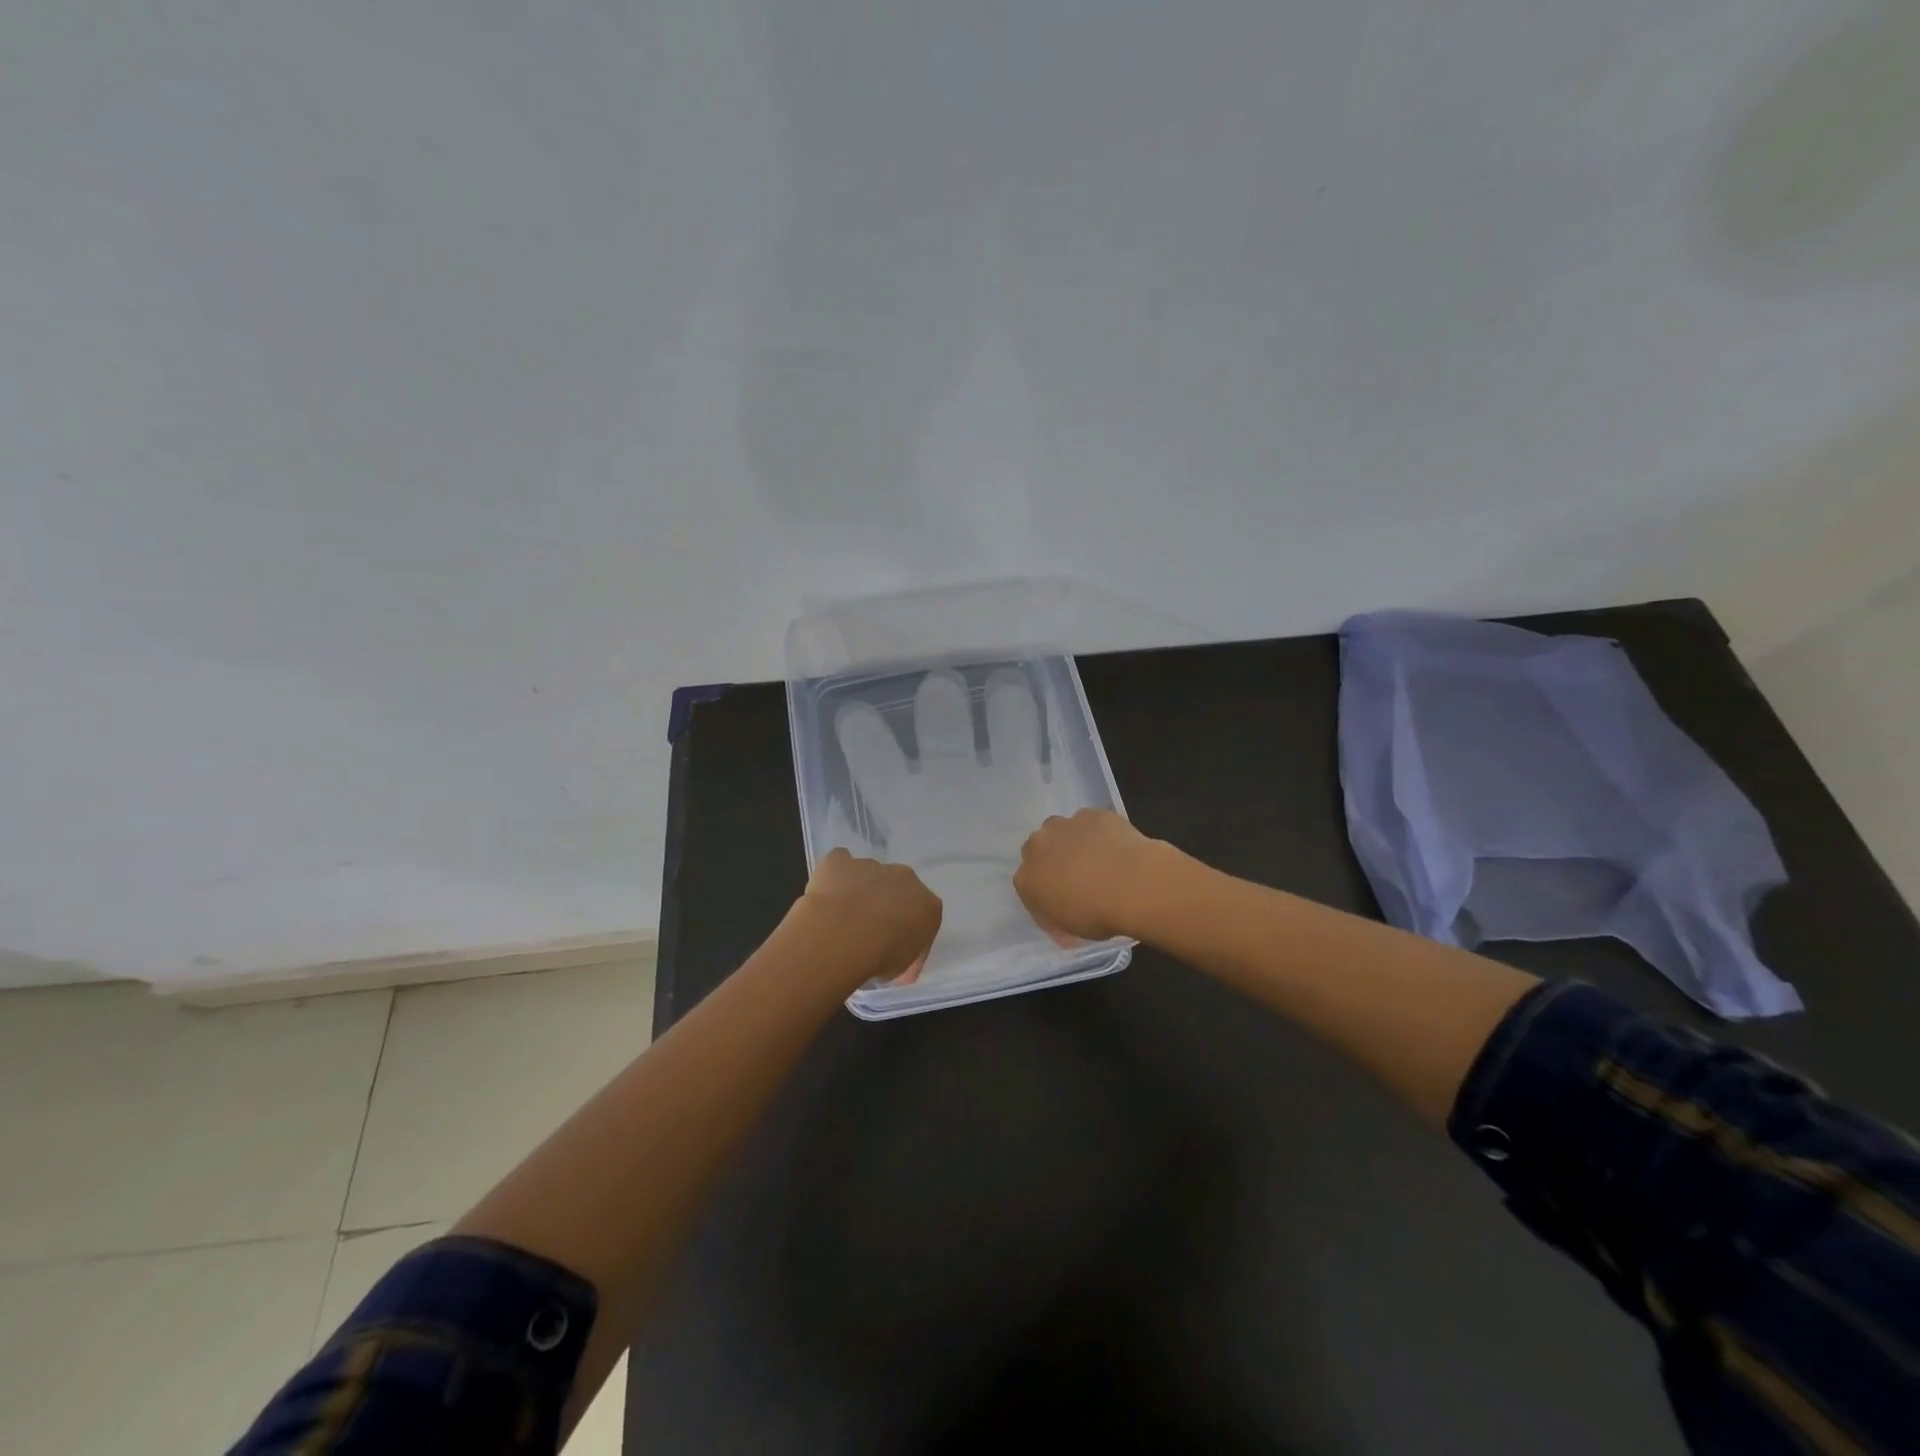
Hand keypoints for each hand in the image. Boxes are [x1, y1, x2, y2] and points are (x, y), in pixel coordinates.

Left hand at [799, 849, 942, 987]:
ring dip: (860, 891)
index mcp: (927, 904)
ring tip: (841, 919)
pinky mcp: (840, 860)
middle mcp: (905, 878)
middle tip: (868, 931)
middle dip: (886, 905)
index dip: (908, 934)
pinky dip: (834, 877)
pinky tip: (826, 896)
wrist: (843, 935)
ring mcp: (872, 865)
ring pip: (868, 875)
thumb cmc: (880, 956)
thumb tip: (895, 957)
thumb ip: (904, 955)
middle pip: (898, 889)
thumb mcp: (902, 967)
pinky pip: (839, 864)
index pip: (924, 917)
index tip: (894, 953)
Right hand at [1014, 808, 1174, 942]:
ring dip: (1072, 841)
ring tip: (1098, 858)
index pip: (1026, 883)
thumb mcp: (1070, 930)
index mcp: (1027, 879)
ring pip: (1062, 830)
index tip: (1061, 898)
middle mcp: (1038, 846)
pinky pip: (1090, 822)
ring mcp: (1065, 826)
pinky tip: (1116, 847)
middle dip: (1052, 858)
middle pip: (1038, 849)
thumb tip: (1062, 911)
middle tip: (1076, 875)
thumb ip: (1057, 917)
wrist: (1132, 884)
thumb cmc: (1097, 915)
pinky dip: (1098, 832)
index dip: (1044, 889)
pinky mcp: (1092, 814)